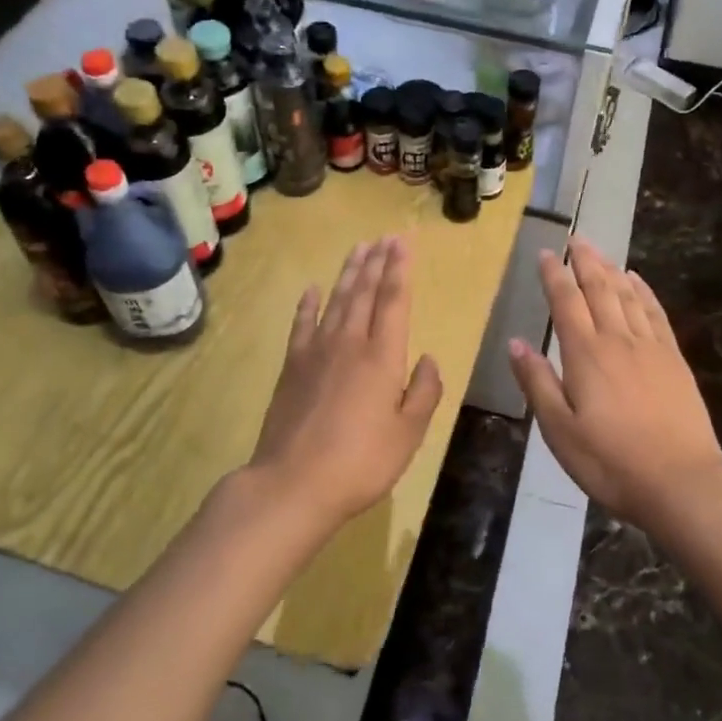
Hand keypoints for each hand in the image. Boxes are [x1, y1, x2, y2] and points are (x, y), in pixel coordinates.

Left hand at [248, 236, 443, 525]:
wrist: (293, 484)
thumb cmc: (361, 462)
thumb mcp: (409, 434)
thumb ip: (424, 392)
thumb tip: (429, 359)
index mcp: (383, 357)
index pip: (394, 301)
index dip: (399, 270)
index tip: (403, 243)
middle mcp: (350, 344)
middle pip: (365, 292)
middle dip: (377, 262)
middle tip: (384, 237)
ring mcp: (316, 352)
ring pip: (336, 301)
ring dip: (349, 273)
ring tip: (359, 249)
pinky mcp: (292, 367)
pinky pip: (302, 325)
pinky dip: (308, 304)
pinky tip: (312, 289)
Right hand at [508, 238, 721, 525]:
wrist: (681, 481)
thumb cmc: (610, 461)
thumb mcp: (559, 430)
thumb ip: (537, 382)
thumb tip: (516, 342)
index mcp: (585, 355)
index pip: (566, 302)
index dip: (554, 275)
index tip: (546, 253)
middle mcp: (618, 340)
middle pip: (600, 289)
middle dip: (585, 261)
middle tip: (576, 238)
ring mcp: (650, 347)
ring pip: (628, 295)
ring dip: (612, 270)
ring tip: (601, 252)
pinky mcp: (674, 360)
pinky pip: (656, 313)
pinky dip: (645, 292)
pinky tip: (638, 281)